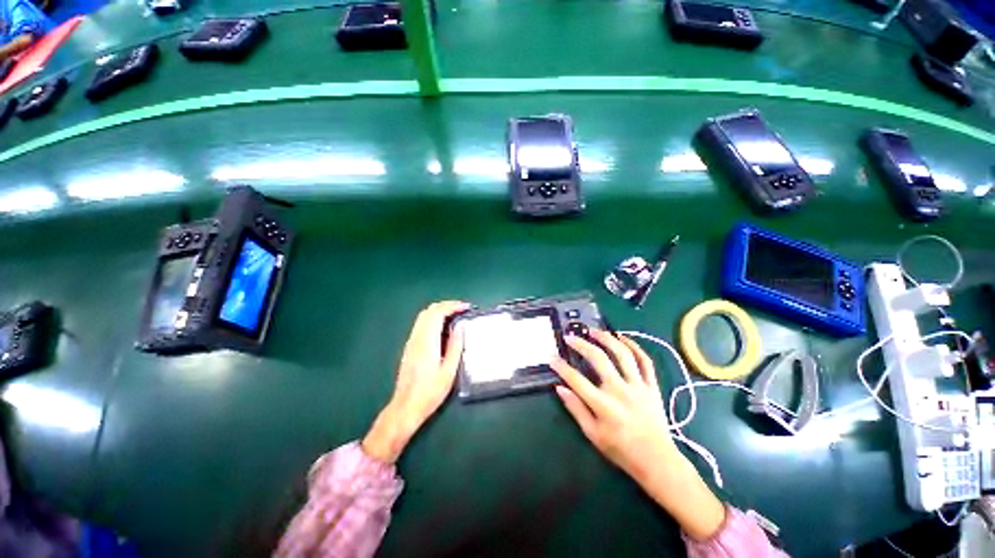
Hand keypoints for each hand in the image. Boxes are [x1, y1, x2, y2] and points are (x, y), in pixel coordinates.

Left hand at [362, 301, 468, 464]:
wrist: (406, 407)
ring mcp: (412, 342)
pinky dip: (433, 318)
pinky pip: (421, 324)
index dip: (453, 306)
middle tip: (462, 309)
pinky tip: (443, 327)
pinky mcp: (410, 347)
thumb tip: (460, 328)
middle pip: (429, 311)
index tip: (466, 307)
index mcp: (427, 342)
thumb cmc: (430, 392)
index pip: (438, 313)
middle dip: (446, 305)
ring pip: (424, 316)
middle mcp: (417, 338)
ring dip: (439, 311)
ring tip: (455, 315)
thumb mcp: (448, 371)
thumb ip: (455, 347)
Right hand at [551, 330, 725, 540]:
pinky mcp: (652, 386)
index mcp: (603, 405)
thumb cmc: (621, 450)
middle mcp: (620, 391)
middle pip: (598, 359)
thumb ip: (576, 408)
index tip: (552, 358)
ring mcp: (638, 386)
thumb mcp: (592, 434)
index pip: (576, 379)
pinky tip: (622, 338)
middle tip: (570, 337)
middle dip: (581, 345)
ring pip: (622, 354)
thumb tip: (560, 387)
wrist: (657, 461)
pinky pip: (645, 361)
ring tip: (594, 331)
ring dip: (607, 338)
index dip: (561, 367)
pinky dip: (634, 346)